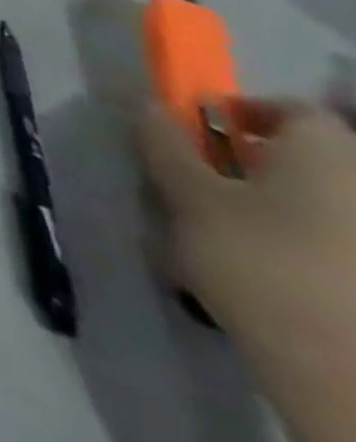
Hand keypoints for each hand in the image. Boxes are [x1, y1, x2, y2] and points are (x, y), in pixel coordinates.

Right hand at [139, 98, 355, 439]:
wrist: (350, 379)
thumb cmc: (262, 263)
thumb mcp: (189, 196)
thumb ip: (166, 145)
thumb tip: (150, 106)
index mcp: (330, 154)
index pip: (294, 110)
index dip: (246, 112)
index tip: (205, 132)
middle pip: (314, 162)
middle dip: (265, 168)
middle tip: (214, 186)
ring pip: (327, 210)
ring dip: (284, 214)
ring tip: (235, 241)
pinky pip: (337, 252)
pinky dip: (312, 255)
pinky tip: (275, 281)